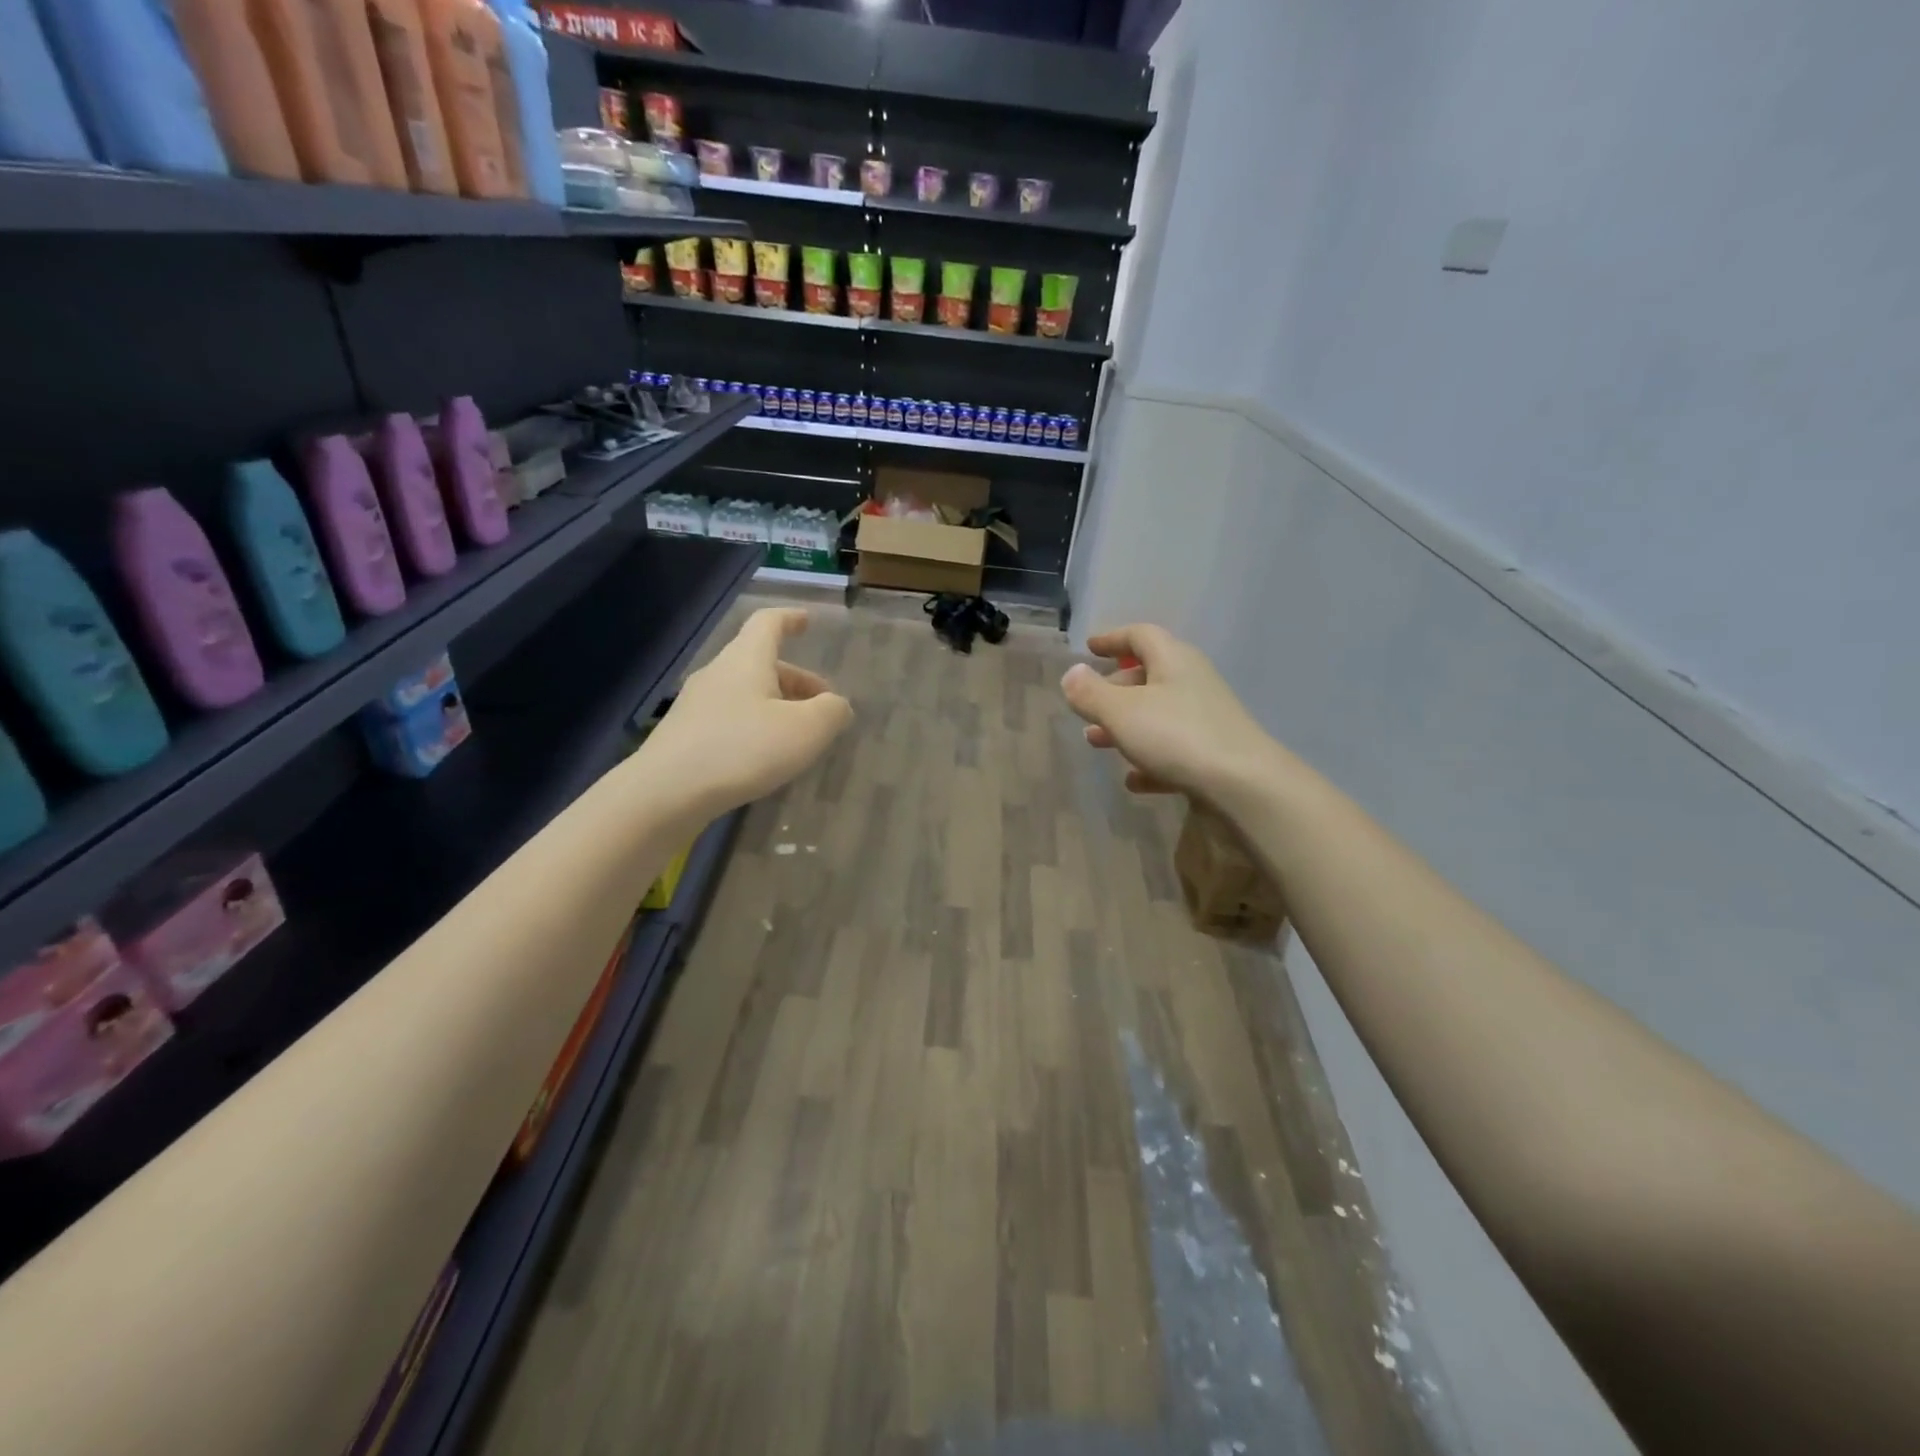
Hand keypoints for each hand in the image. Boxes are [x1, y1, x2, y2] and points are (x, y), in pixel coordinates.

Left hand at [640, 607, 853, 815]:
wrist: (666, 793)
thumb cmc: (742, 750)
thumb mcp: (805, 731)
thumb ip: (831, 712)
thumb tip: (837, 706)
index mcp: (746, 660)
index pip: (768, 623)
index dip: (790, 619)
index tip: (807, 621)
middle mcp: (718, 673)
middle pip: (761, 663)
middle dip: (796, 679)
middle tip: (823, 705)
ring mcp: (697, 705)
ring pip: (746, 693)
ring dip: (776, 705)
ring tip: (798, 735)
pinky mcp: (685, 735)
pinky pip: (730, 718)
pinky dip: (755, 726)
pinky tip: (765, 757)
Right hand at [1060, 624, 1278, 801]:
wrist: (1244, 785)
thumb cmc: (1176, 736)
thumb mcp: (1121, 712)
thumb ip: (1091, 693)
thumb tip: (1072, 673)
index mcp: (1173, 660)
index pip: (1140, 636)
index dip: (1112, 638)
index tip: (1089, 648)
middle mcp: (1192, 683)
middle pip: (1148, 676)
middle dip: (1113, 689)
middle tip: (1087, 706)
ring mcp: (1206, 719)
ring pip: (1157, 715)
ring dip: (1125, 726)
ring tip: (1096, 743)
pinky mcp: (1214, 754)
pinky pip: (1174, 750)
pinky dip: (1150, 759)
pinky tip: (1134, 781)